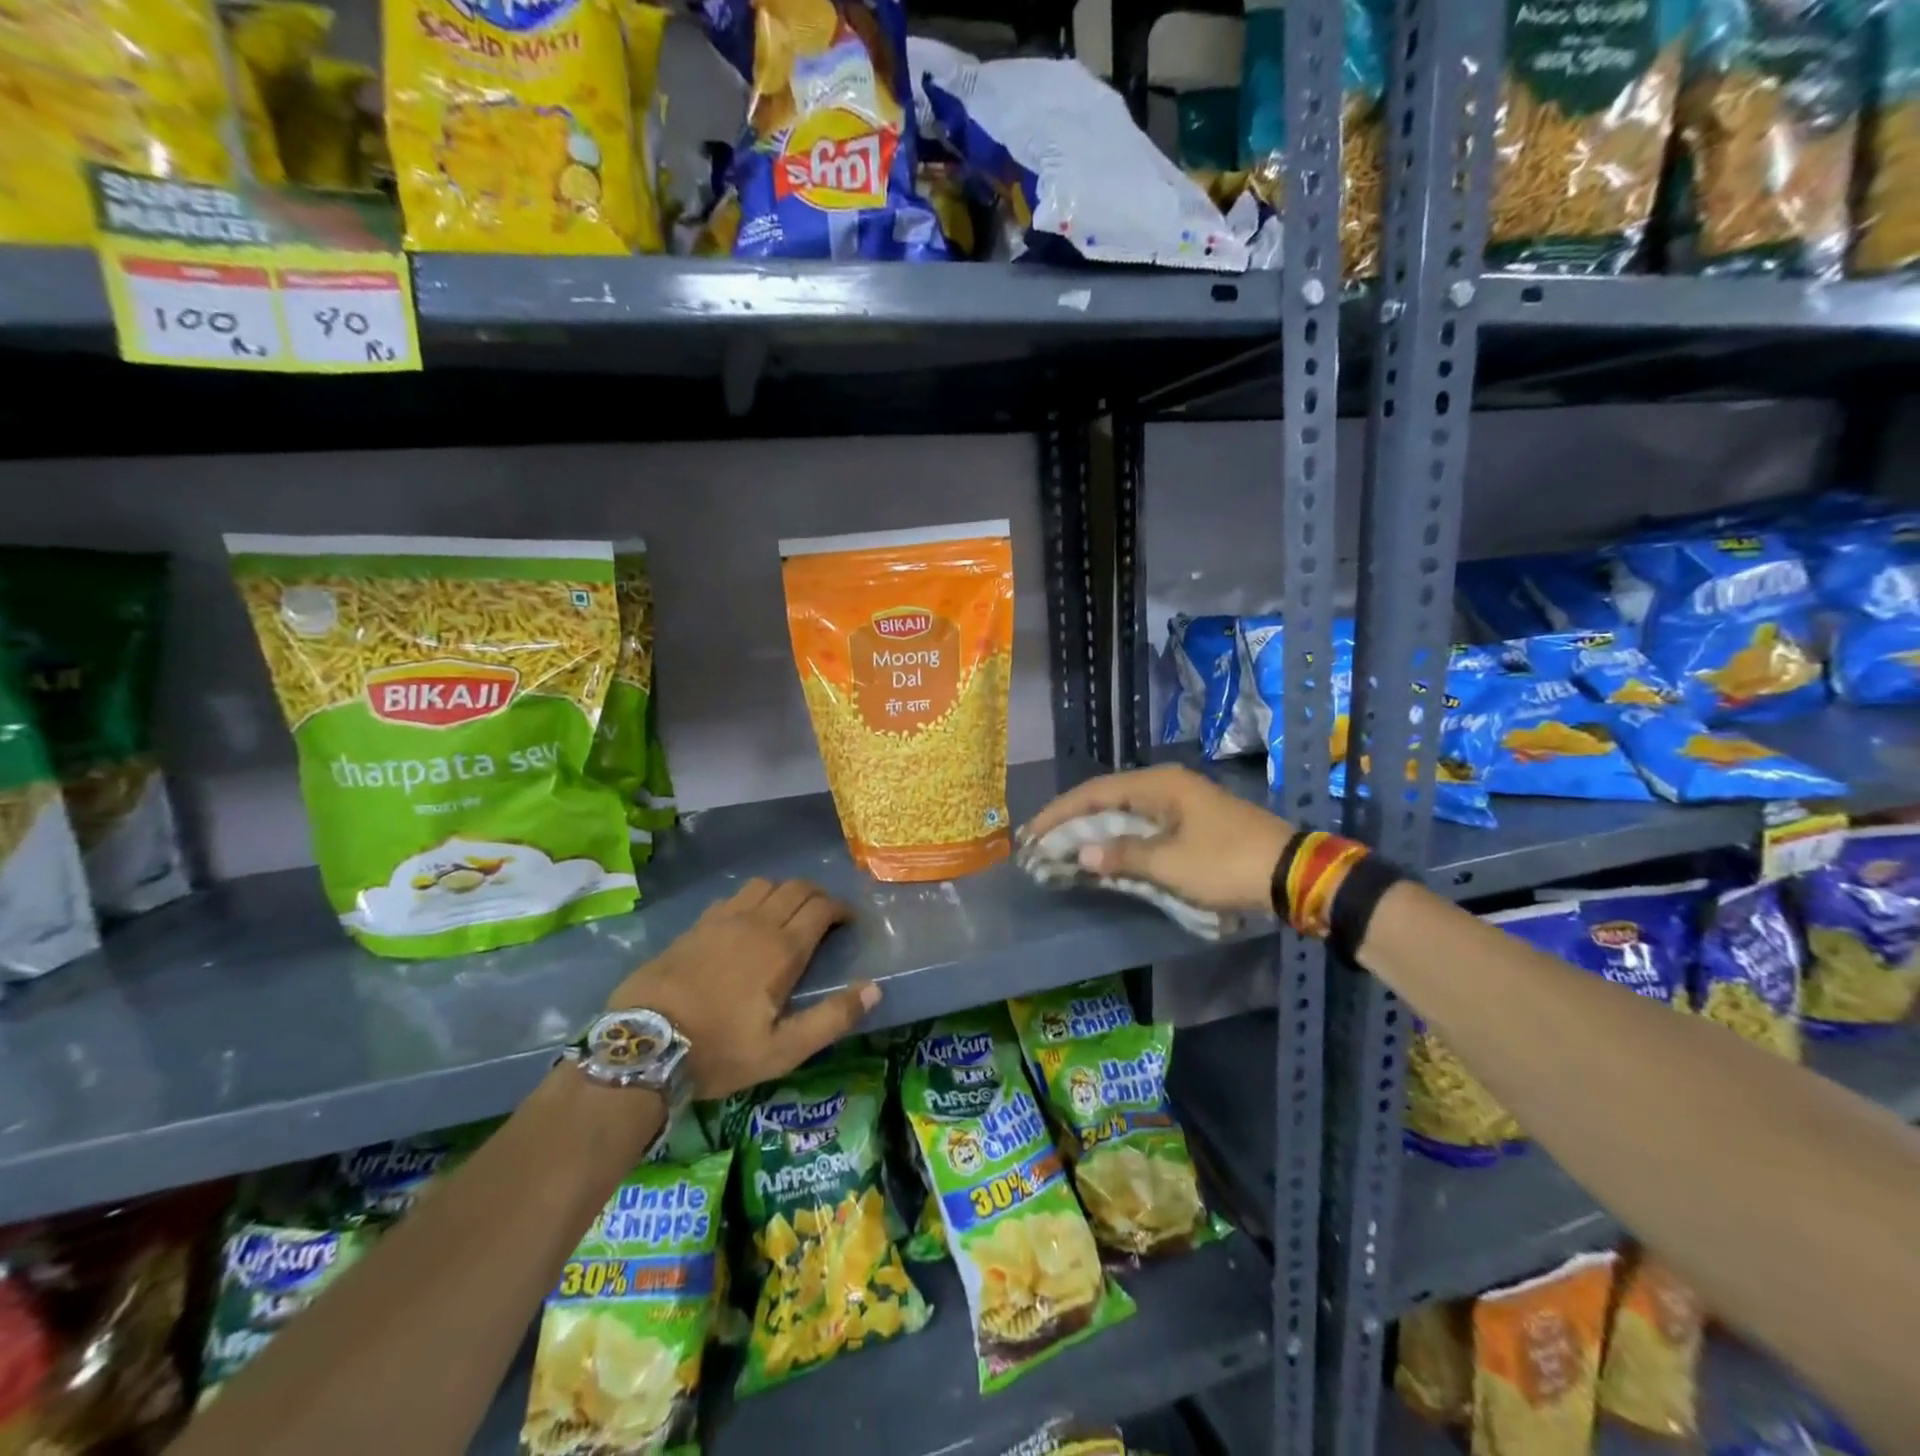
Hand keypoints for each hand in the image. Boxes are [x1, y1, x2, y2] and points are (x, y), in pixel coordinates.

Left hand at [607, 878, 872, 1099]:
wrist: (643, 1045)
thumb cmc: (719, 1050)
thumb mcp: (783, 1050)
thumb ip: (832, 1018)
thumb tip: (875, 987)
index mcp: (782, 949)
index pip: (822, 907)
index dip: (842, 910)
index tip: (849, 923)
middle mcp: (757, 922)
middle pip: (797, 887)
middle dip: (819, 896)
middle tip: (825, 918)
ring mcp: (723, 919)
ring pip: (765, 884)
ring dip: (785, 892)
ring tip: (787, 915)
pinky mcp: (697, 924)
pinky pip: (734, 895)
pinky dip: (753, 899)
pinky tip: (747, 921)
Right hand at [1022, 765, 1294, 914]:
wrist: (1292, 872)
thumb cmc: (1227, 863)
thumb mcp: (1171, 864)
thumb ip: (1123, 856)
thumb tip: (1083, 855)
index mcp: (1159, 785)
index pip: (1094, 792)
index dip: (1060, 813)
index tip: (1032, 833)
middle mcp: (1165, 785)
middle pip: (1106, 798)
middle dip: (1072, 821)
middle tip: (1041, 842)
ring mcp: (1180, 802)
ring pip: (1123, 812)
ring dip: (1094, 831)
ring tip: (1063, 849)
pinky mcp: (1191, 821)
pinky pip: (1142, 825)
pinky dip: (1118, 839)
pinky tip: (1103, 855)